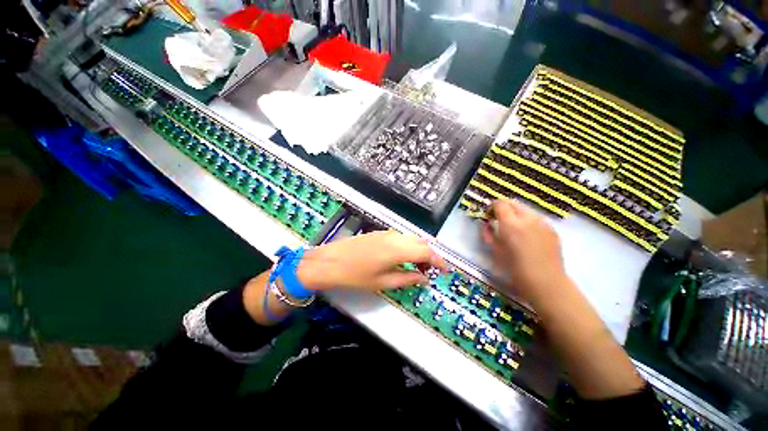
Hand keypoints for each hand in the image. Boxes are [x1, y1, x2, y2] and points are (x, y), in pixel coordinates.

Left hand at [297, 231, 446, 290]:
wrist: (330, 261)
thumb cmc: (356, 275)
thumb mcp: (383, 282)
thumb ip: (407, 279)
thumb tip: (425, 279)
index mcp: (398, 249)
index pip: (427, 251)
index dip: (439, 261)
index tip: (445, 270)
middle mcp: (395, 237)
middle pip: (421, 242)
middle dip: (429, 256)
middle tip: (428, 271)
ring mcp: (387, 232)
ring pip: (411, 238)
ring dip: (419, 250)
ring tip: (416, 266)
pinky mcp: (380, 232)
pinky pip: (401, 237)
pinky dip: (408, 246)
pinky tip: (403, 257)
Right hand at [481, 199, 566, 303]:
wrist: (546, 283)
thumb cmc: (515, 269)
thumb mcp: (495, 251)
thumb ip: (489, 234)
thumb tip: (487, 224)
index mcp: (511, 224)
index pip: (500, 204)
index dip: (492, 207)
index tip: (488, 216)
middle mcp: (528, 219)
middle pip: (513, 203)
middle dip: (504, 208)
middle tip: (498, 220)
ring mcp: (543, 223)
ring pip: (526, 210)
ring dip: (516, 215)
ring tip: (514, 229)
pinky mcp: (552, 230)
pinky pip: (536, 220)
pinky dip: (528, 222)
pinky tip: (528, 237)